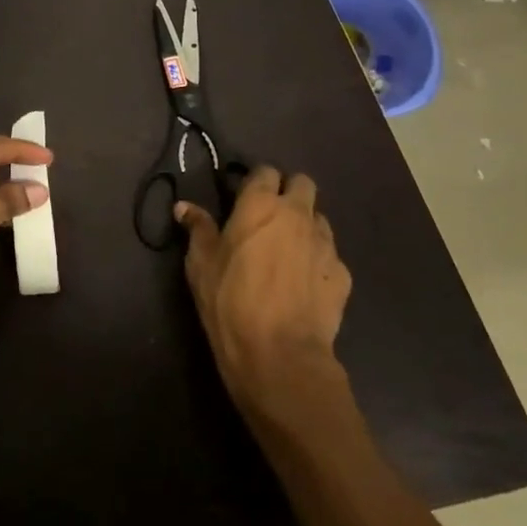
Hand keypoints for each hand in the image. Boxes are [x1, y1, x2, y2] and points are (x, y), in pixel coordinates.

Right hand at [177, 166, 350, 412]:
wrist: (280, 354)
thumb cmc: (230, 300)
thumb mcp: (200, 263)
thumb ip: (197, 228)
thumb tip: (183, 207)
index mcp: (260, 204)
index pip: (265, 171)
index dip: (256, 181)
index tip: (243, 197)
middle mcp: (297, 215)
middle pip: (302, 183)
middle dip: (288, 192)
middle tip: (269, 217)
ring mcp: (325, 244)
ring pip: (319, 219)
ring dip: (305, 225)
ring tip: (287, 250)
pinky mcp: (342, 275)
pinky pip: (330, 255)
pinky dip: (317, 261)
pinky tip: (303, 283)